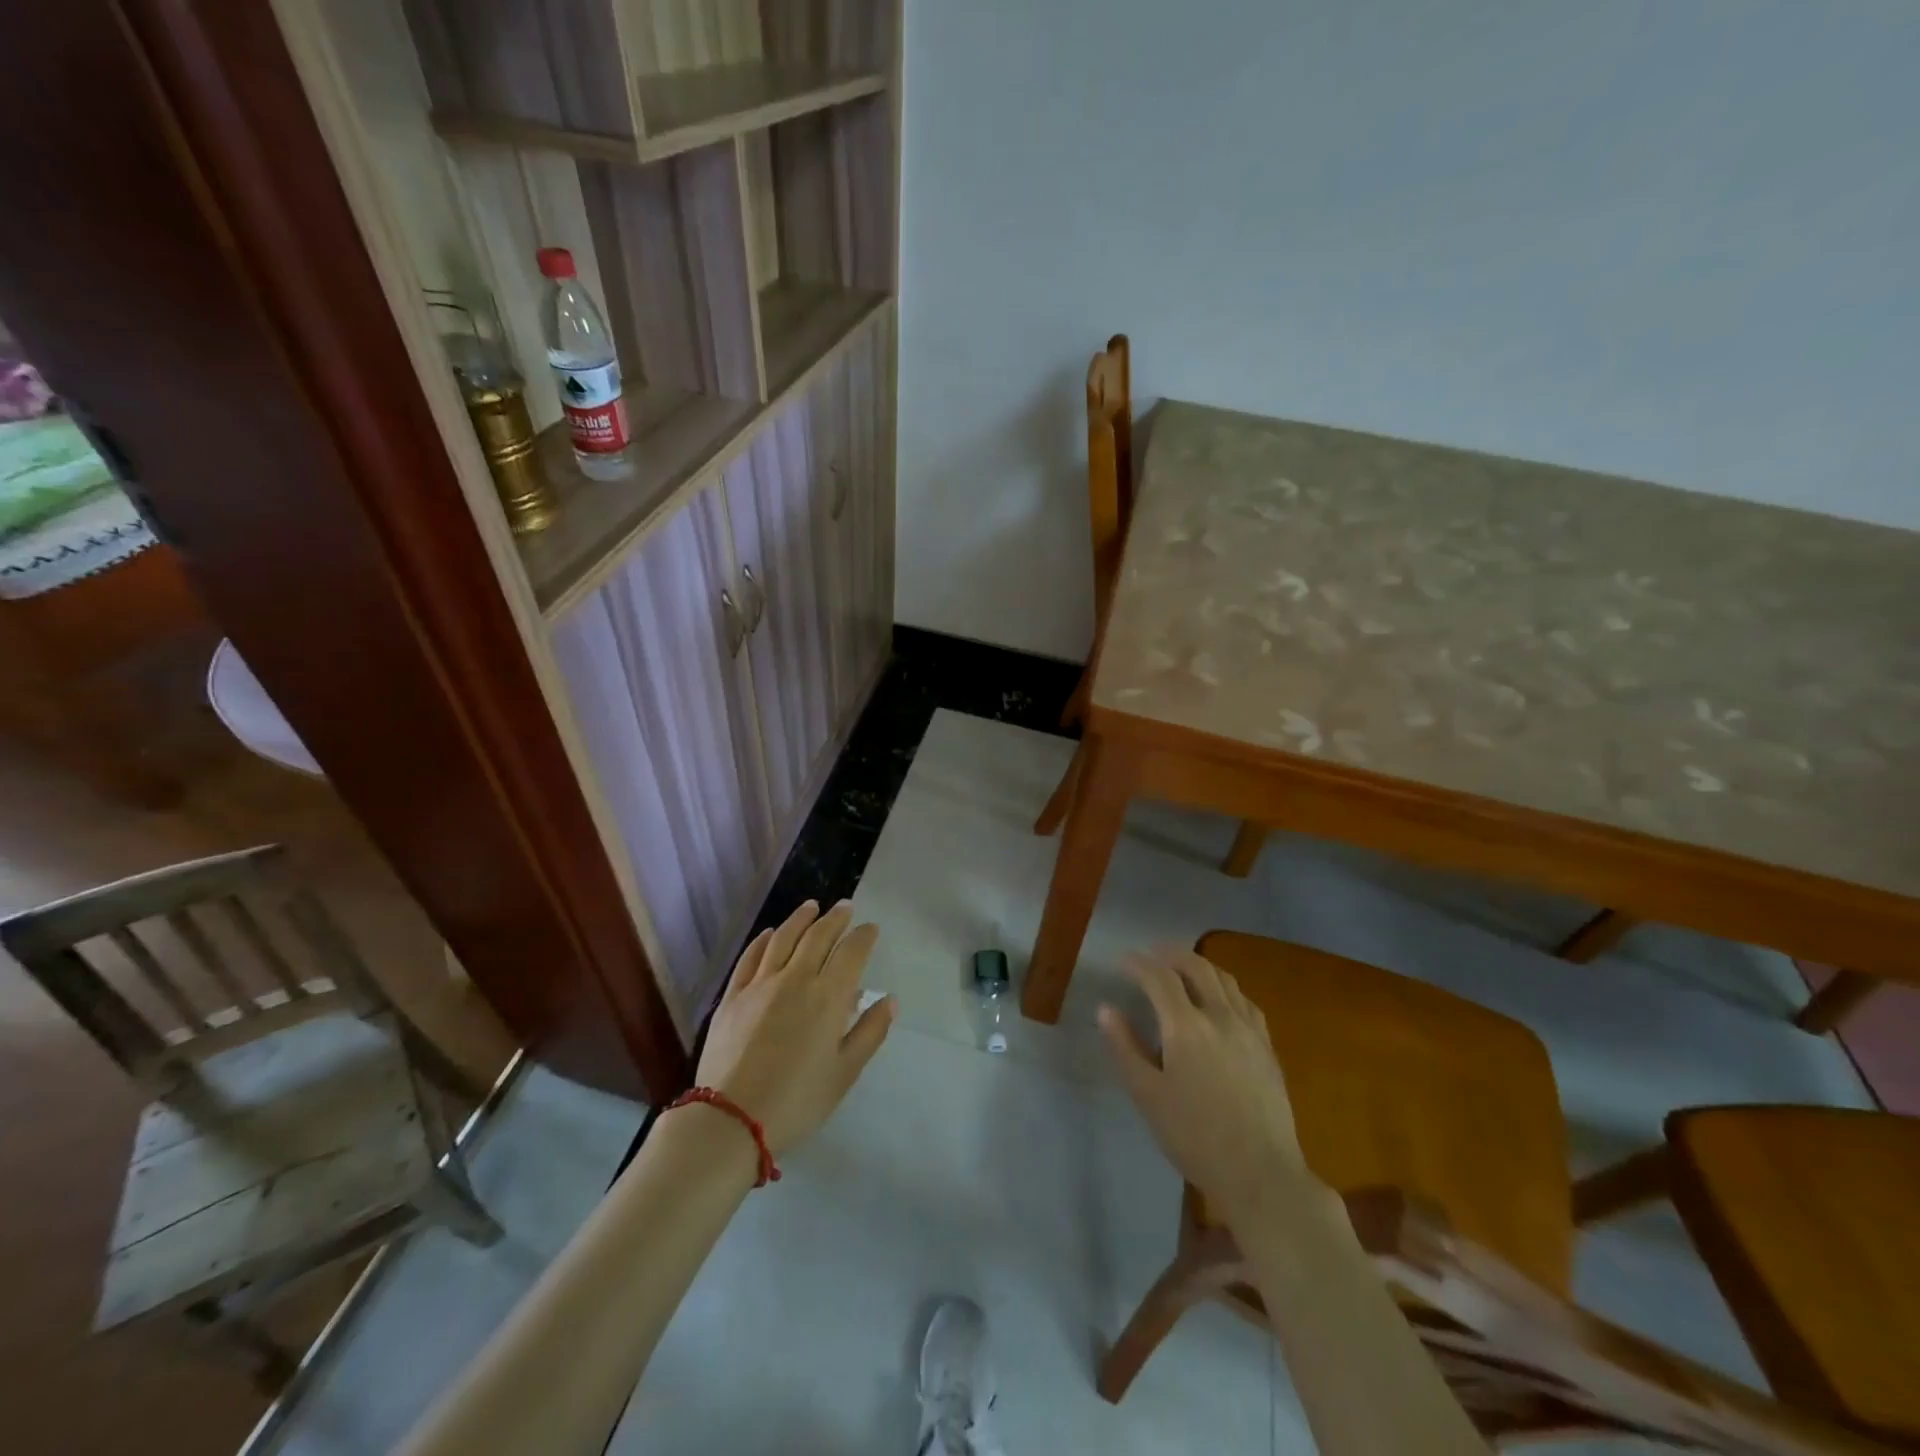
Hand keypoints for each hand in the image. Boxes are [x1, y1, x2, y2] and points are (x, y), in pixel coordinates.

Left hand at [695, 900, 893, 1155]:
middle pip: (818, 936)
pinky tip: (769, 933)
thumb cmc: (797, 1100)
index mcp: (828, 997)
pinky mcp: (732, 996)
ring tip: (812, 906)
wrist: (730, 1118)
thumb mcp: (844, 1073)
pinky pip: (750, 957)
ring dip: (800, 919)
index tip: (871, 928)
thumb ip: (869, 1033)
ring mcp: (760, 984)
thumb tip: (889, 1000)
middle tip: (845, 906)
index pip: (851, 953)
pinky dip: (763, 940)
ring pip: (783, 938)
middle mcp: (796, 979)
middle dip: (835, 918)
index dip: (864, 937)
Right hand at [1099, 946, 1309, 1223]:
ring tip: (1183, 967)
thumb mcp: (1147, 1095)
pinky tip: (1220, 999)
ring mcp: (1249, 1029)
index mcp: (1185, 1026)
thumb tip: (1107, 1009)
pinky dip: (1225, 987)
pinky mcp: (1267, 1047)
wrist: (1261, 1173)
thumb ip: (1125, 1047)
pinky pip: (1245, 1001)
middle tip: (1152, 953)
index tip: (1123, 961)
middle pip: (1196, 967)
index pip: (1159, 978)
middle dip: (1171, 954)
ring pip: (1224, 979)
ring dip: (1199, 965)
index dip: (1139, 964)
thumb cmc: (1194, 1137)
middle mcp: (1219, 1016)